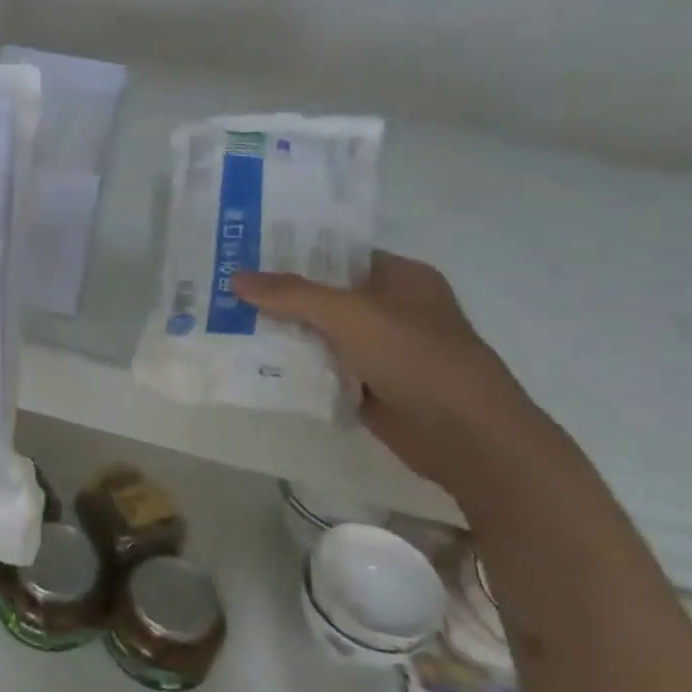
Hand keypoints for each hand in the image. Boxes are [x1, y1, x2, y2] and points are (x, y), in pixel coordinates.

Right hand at [232, 254, 578, 505]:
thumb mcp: (353, 316)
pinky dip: (294, 367)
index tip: (244, 253)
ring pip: (319, 334)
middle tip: (223, 289)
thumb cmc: (419, 360)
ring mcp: (380, 350)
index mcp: (400, 278)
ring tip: (226, 322)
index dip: (293, 252)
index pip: (337, 254)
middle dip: (278, 295)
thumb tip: (236, 278)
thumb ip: (293, 295)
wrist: (468, 439)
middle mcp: (390, 309)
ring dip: (282, 333)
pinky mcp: (368, 386)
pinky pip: (322, 368)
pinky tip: (252, 362)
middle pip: (323, 295)